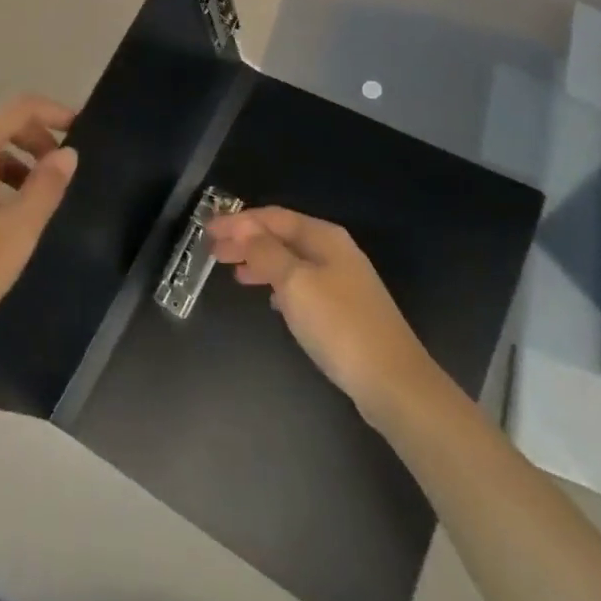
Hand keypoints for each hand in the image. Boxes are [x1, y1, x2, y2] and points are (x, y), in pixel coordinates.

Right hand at [208, 207, 435, 424]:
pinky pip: (302, 284)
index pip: (273, 217)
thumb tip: (244, 229)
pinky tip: (270, 299)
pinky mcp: (344, 309)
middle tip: (213, 251)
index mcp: (324, 237)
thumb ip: (266, 253)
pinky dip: (279, 284)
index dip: (238, 221)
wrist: (393, 382)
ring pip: (291, 261)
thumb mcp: (295, 284)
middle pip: (282, 237)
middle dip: (247, 240)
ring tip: (234, 272)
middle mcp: (334, 251)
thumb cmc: (339, 325)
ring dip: (261, 262)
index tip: (208, 230)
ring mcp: (342, 281)